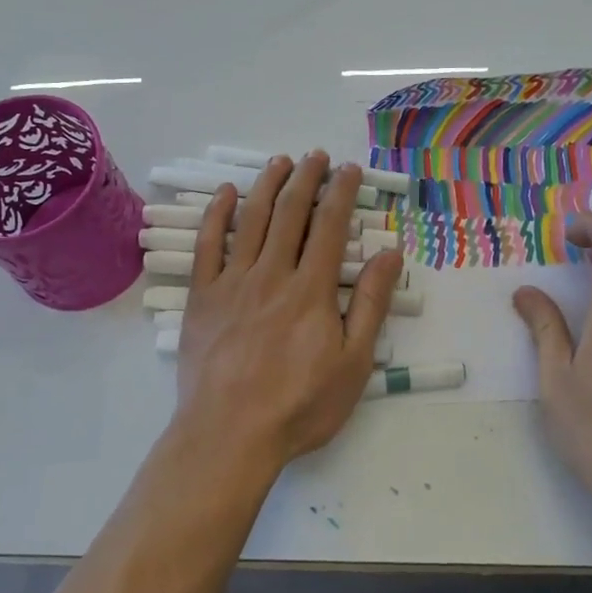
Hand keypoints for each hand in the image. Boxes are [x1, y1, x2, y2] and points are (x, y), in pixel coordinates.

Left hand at [172, 153, 405, 480]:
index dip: (341, 192)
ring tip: (279, 161)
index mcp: (311, 289)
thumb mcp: (353, 363)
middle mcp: (272, 274)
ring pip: (251, 219)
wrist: (229, 436)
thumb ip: (370, 304)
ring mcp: (232, 282)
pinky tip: (226, 193)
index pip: (330, 226)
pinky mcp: (202, 297)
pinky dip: (217, 214)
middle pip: (291, 213)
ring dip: (268, 185)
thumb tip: (390, 253)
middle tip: (316, 156)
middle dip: (306, 179)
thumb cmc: (299, 405)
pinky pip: (208, 245)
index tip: (349, 170)